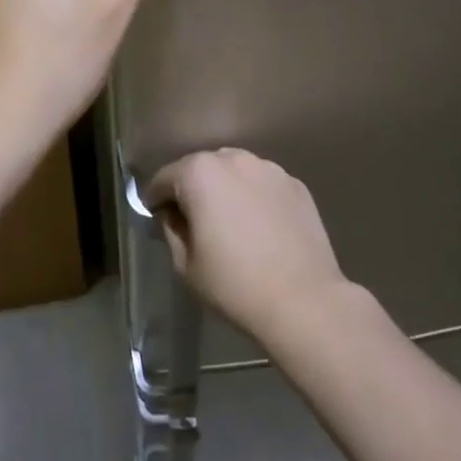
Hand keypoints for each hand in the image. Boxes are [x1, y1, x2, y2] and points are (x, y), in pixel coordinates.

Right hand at [143, 149, 348, 343]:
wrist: (304, 301)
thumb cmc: (235, 285)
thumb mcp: (186, 265)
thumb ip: (172, 229)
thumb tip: (173, 214)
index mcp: (200, 173)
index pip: (165, 178)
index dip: (156, 199)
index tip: (156, 218)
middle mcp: (234, 159)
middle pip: (201, 168)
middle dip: (192, 189)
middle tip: (193, 221)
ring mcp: (269, 169)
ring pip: (235, 172)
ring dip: (225, 189)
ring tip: (230, 221)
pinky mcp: (295, 184)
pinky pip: (263, 184)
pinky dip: (254, 197)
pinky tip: (260, 227)